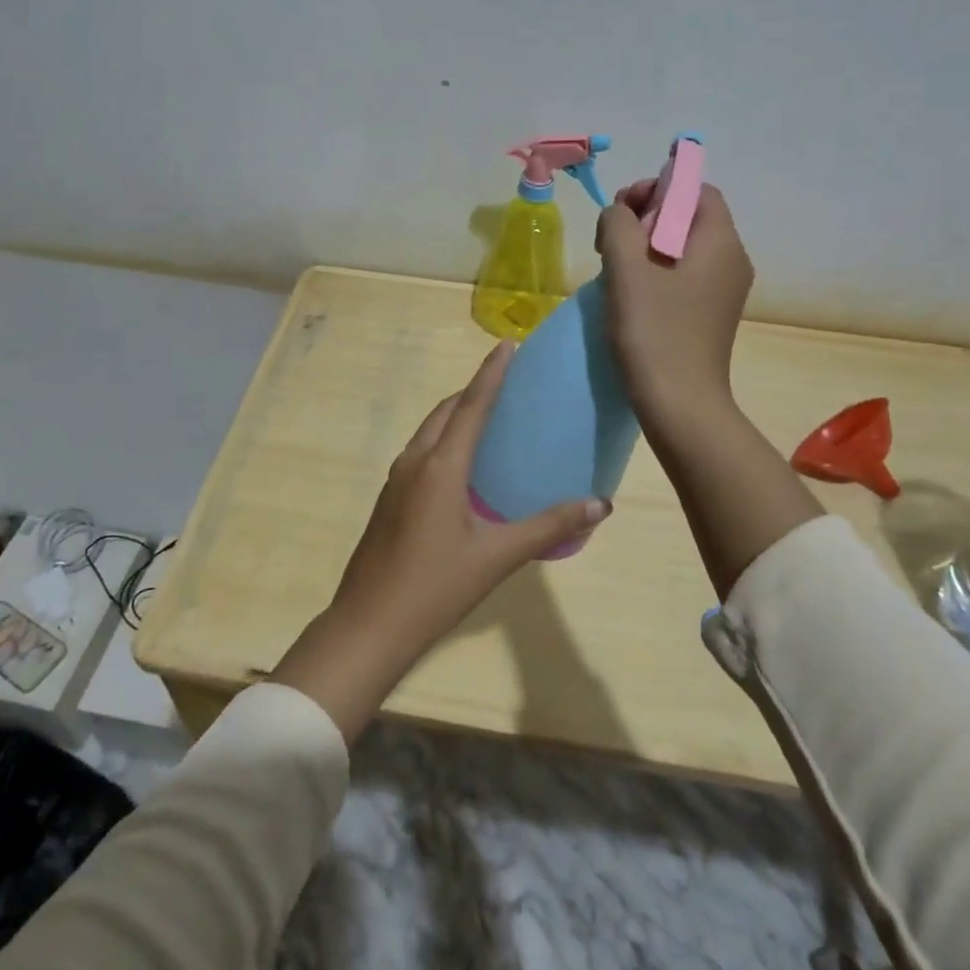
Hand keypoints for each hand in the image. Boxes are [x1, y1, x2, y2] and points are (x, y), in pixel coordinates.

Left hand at [271, 341, 611, 741]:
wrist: (369, 624)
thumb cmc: (435, 587)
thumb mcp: (497, 557)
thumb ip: (548, 526)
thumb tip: (601, 505)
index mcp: (440, 466)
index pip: (470, 406)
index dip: (490, 374)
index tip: (506, 345)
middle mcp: (415, 462)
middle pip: (445, 412)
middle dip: (473, 391)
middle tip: (507, 384)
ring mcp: (396, 480)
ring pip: (429, 432)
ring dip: (455, 416)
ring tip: (489, 418)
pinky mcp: (389, 499)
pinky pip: (421, 453)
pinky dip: (444, 441)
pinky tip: (463, 465)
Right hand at [595, 179, 753, 440]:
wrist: (679, 405)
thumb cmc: (653, 332)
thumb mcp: (626, 269)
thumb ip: (618, 225)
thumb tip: (619, 213)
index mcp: (720, 242)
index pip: (696, 190)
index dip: (657, 189)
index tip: (621, 212)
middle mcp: (731, 260)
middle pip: (689, 217)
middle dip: (646, 218)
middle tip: (610, 242)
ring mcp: (723, 291)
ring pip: (683, 248)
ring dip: (645, 247)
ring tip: (615, 269)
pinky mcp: (710, 315)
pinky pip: (684, 276)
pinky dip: (656, 273)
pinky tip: (631, 295)